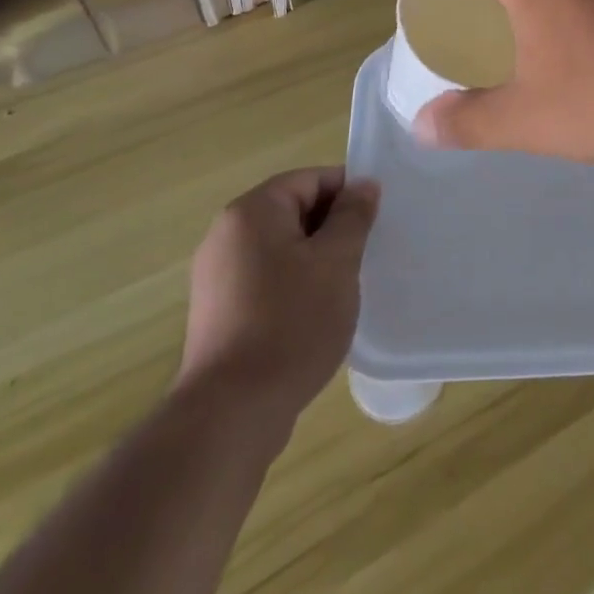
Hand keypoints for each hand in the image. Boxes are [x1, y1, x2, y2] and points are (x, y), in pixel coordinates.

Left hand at [176, 168, 379, 412]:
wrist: (231, 413)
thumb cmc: (291, 323)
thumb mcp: (337, 262)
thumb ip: (353, 216)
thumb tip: (363, 185)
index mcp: (252, 212)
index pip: (310, 180)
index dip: (348, 194)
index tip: (376, 222)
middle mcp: (227, 234)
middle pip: (293, 211)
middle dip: (332, 229)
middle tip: (365, 256)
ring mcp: (217, 276)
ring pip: (281, 248)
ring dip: (316, 260)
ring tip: (344, 288)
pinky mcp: (218, 312)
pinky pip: (266, 279)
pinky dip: (294, 286)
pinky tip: (315, 316)